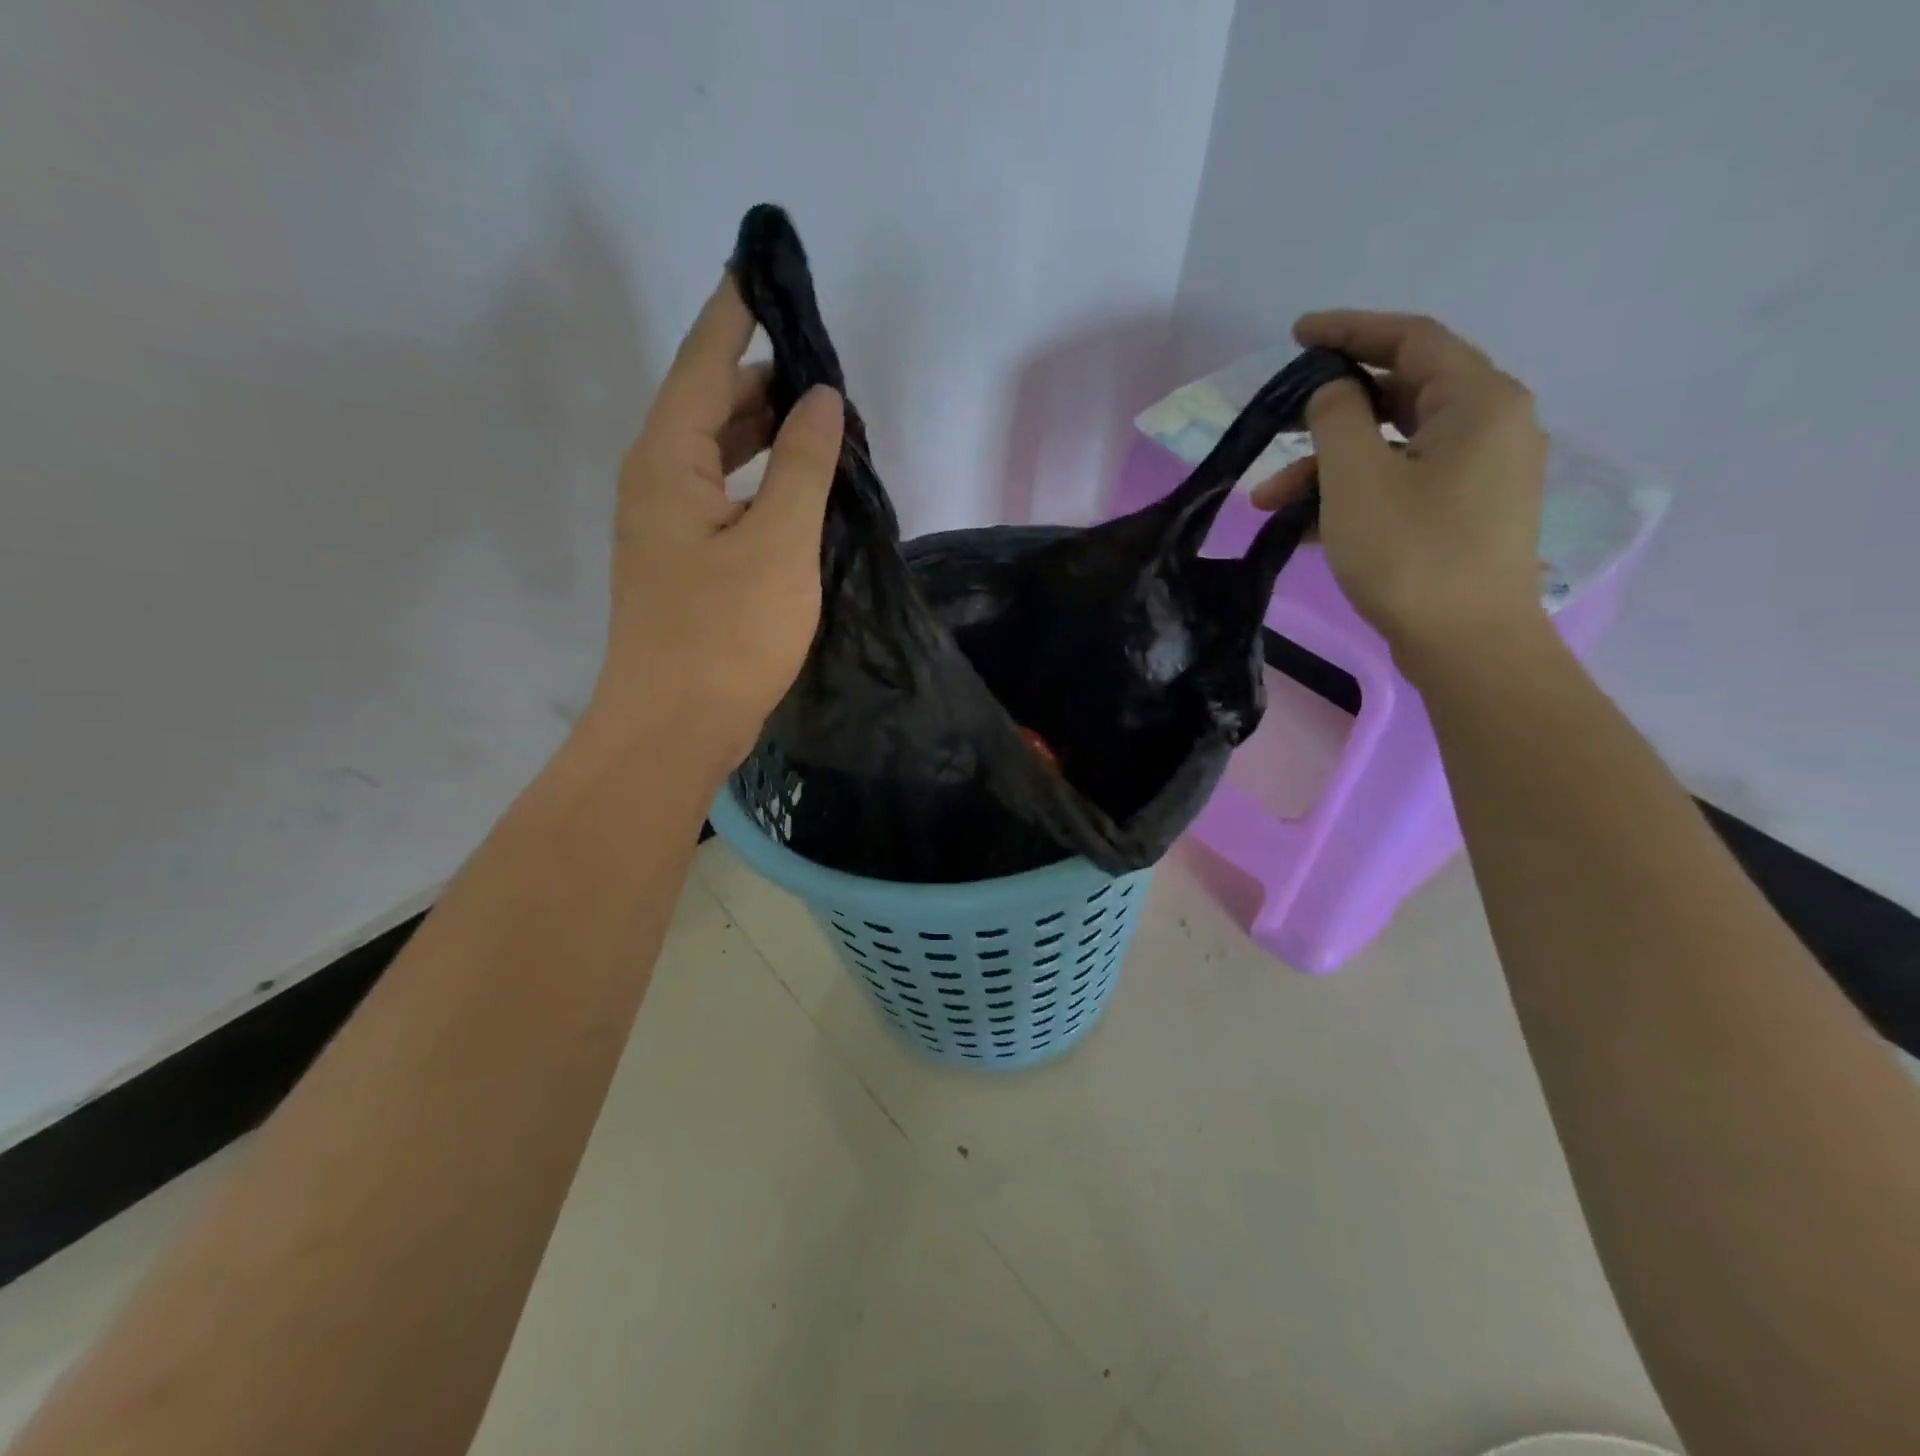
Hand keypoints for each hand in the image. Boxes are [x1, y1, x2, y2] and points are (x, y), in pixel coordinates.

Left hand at [589, 274, 844, 768]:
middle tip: (824, 363)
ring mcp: (670, 526)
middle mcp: (659, 482)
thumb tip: (821, 399)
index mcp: (668, 461)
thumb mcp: (778, 543)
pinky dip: (765, 482)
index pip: (704, 362)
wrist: (675, 727)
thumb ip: (803, 464)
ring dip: (768, 434)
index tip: (763, 266)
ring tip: (825, 420)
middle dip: (763, 377)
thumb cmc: (725, 633)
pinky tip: (804, 489)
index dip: (735, 312)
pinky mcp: (689, 563)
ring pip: (721, 456)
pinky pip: (729, 498)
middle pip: (711, 406)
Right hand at [1252, 311, 1548, 672]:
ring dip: (1328, 469)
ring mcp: (1478, 473)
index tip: (1297, 335)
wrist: (1467, 646)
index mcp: (1477, 400)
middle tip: (1276, 425)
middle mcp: (1489, 425)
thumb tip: (1332, 392)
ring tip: (1268, 504)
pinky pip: (1400, 485)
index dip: (1349, 331)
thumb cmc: (1411, 555)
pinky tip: (1301, 528)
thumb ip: (1337, 419)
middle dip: (1327, 417)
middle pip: (1399, 395)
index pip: (1410, 338)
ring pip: (1392, 449)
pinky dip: (1352, 496)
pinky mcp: (1462, 514)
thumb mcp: (1357, 480)